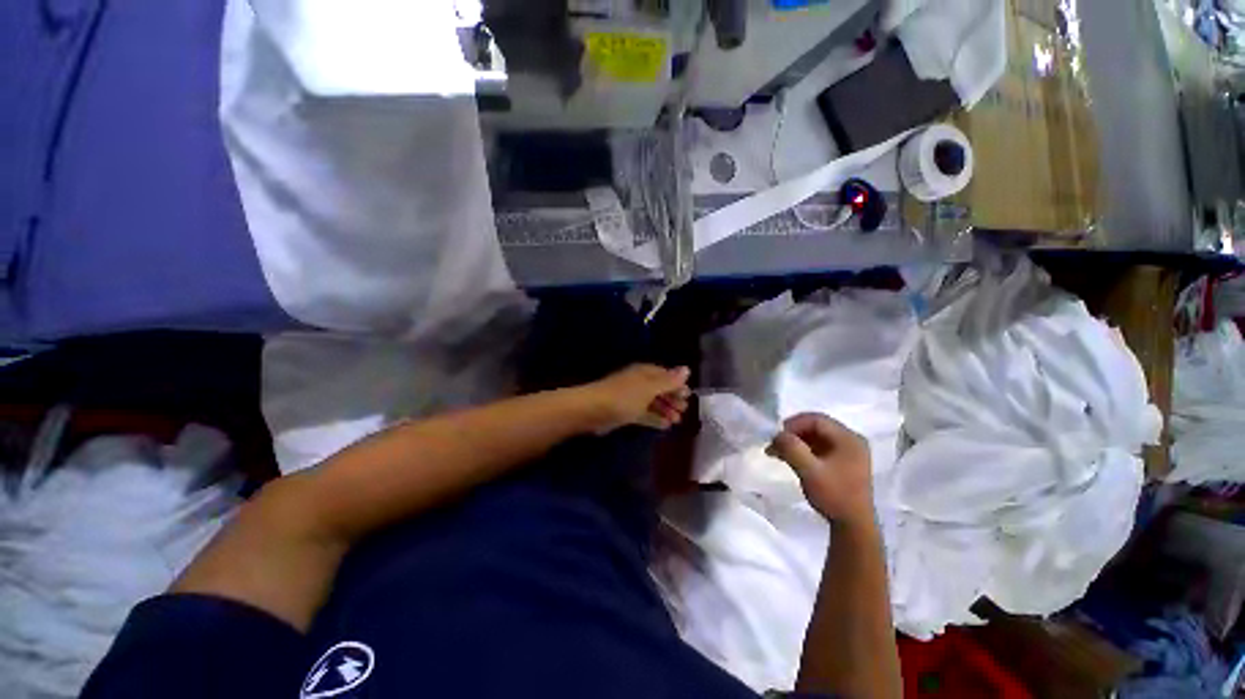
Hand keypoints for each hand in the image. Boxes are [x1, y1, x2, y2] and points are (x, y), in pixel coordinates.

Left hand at [579, 364, 691, 433]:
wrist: (593, 410)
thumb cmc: (624, 396)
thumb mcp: (650, 388)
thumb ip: (669, 381)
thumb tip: (687, 369)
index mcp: (644, 372)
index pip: (665, 375)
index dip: (677, 384)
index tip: (689, 396)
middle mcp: (638, 383)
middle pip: (659, 389)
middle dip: (672, 399)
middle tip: (684, 410)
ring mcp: (631, 398)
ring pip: (652, 402)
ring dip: (665, 410)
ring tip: (677, 421)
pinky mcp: (625, 412)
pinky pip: (644, 414)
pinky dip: (654, 418)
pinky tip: (664, 426)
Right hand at [766, 413, 873, 524]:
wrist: (853, 526)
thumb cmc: (834, 496)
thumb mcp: (809, 471)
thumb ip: (792, 448)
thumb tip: (777, 434)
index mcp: (849, 439)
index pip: (817, 420)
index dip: (794, 424)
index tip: (777, 436)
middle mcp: (852, 440)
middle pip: (817, 427)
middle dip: (793, 433)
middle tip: (775, 444)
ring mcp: (850, 452)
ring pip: (817, 437)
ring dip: (796, 442)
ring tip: (777, 452)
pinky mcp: (845, 463)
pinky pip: (821, 447)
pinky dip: (804, 450)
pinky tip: (790, 459)